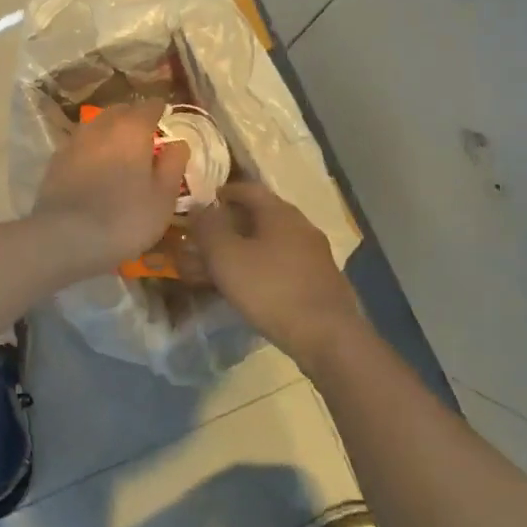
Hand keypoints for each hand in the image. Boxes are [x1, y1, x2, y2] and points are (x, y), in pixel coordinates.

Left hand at [33, 101, 189, 276]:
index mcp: (132, 129)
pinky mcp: (55, 161)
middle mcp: (101, 127)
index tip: (165, 115)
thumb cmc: (126, 217)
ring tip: (118, 148)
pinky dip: (90, 149)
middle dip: (133, 117)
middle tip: (144, 133)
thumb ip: (173, 165)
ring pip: (96, 125)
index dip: (159, 110)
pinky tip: (94, 165)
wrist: (66, 237)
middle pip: (119, 111)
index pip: (149, 106)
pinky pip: (79, 145)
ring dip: (109, 131)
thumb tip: (178, 143)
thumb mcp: (163, 197)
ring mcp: (74, 142)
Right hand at [188, 181, 363, 367]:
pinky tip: (252, 286)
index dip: (224, 192)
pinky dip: (263, 266)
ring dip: (248, 247)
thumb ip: (208, 227)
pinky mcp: (321, 281)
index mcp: (280, 212)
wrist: (327, 336)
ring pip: (273, 242)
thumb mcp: (226, 256)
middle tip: (209, 236)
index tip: (204, 201)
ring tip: (225, 264)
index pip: (248, 189)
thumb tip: (199, 206)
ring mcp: (315, 254)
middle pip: (262, 215)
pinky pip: (284, 264)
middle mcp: (301, 226)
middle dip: (234, 222)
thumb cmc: (270, 289)